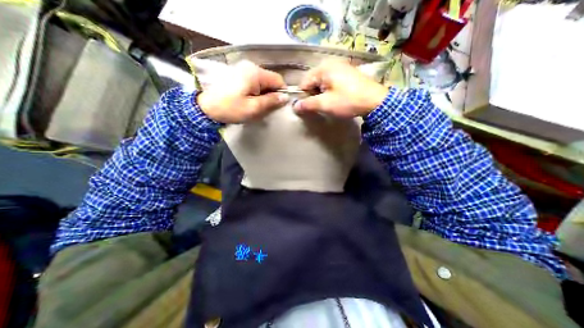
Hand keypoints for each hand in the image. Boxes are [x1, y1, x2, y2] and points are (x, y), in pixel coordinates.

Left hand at [195, 60, 288, 122]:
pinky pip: (254, 82)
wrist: (205, 107)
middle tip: (265, 108)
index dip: (281, 93)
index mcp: (255, 73)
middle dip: (271, 94)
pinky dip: (256, 91)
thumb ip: (271, 102)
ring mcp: (243, 69)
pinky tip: (249, 99)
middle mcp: (250, 67)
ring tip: (255, 105)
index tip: (278, 105)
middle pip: (270, 80)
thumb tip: (286, 97)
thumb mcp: (253, 108)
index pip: (278, 80)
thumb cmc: (230, 108)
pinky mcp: (238, 73)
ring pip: (263, 82)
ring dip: (263, 94)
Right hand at [292, 60, 386, 117]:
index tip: (308, 107)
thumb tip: (295, 106)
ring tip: (328, 103)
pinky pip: (331, 82)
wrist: (375, 101)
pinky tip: (335, 98)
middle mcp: (330, 63)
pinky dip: (329, 91)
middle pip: (313, 81)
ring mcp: (340, 67)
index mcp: (323, 68)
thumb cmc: (348, 101)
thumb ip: (308, 104)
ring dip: (321, 94)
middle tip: (320, 106)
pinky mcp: (347, 73)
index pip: (304, 82)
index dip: (303, 96)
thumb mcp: (325, 104)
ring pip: (322, 82)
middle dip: (313, 95)